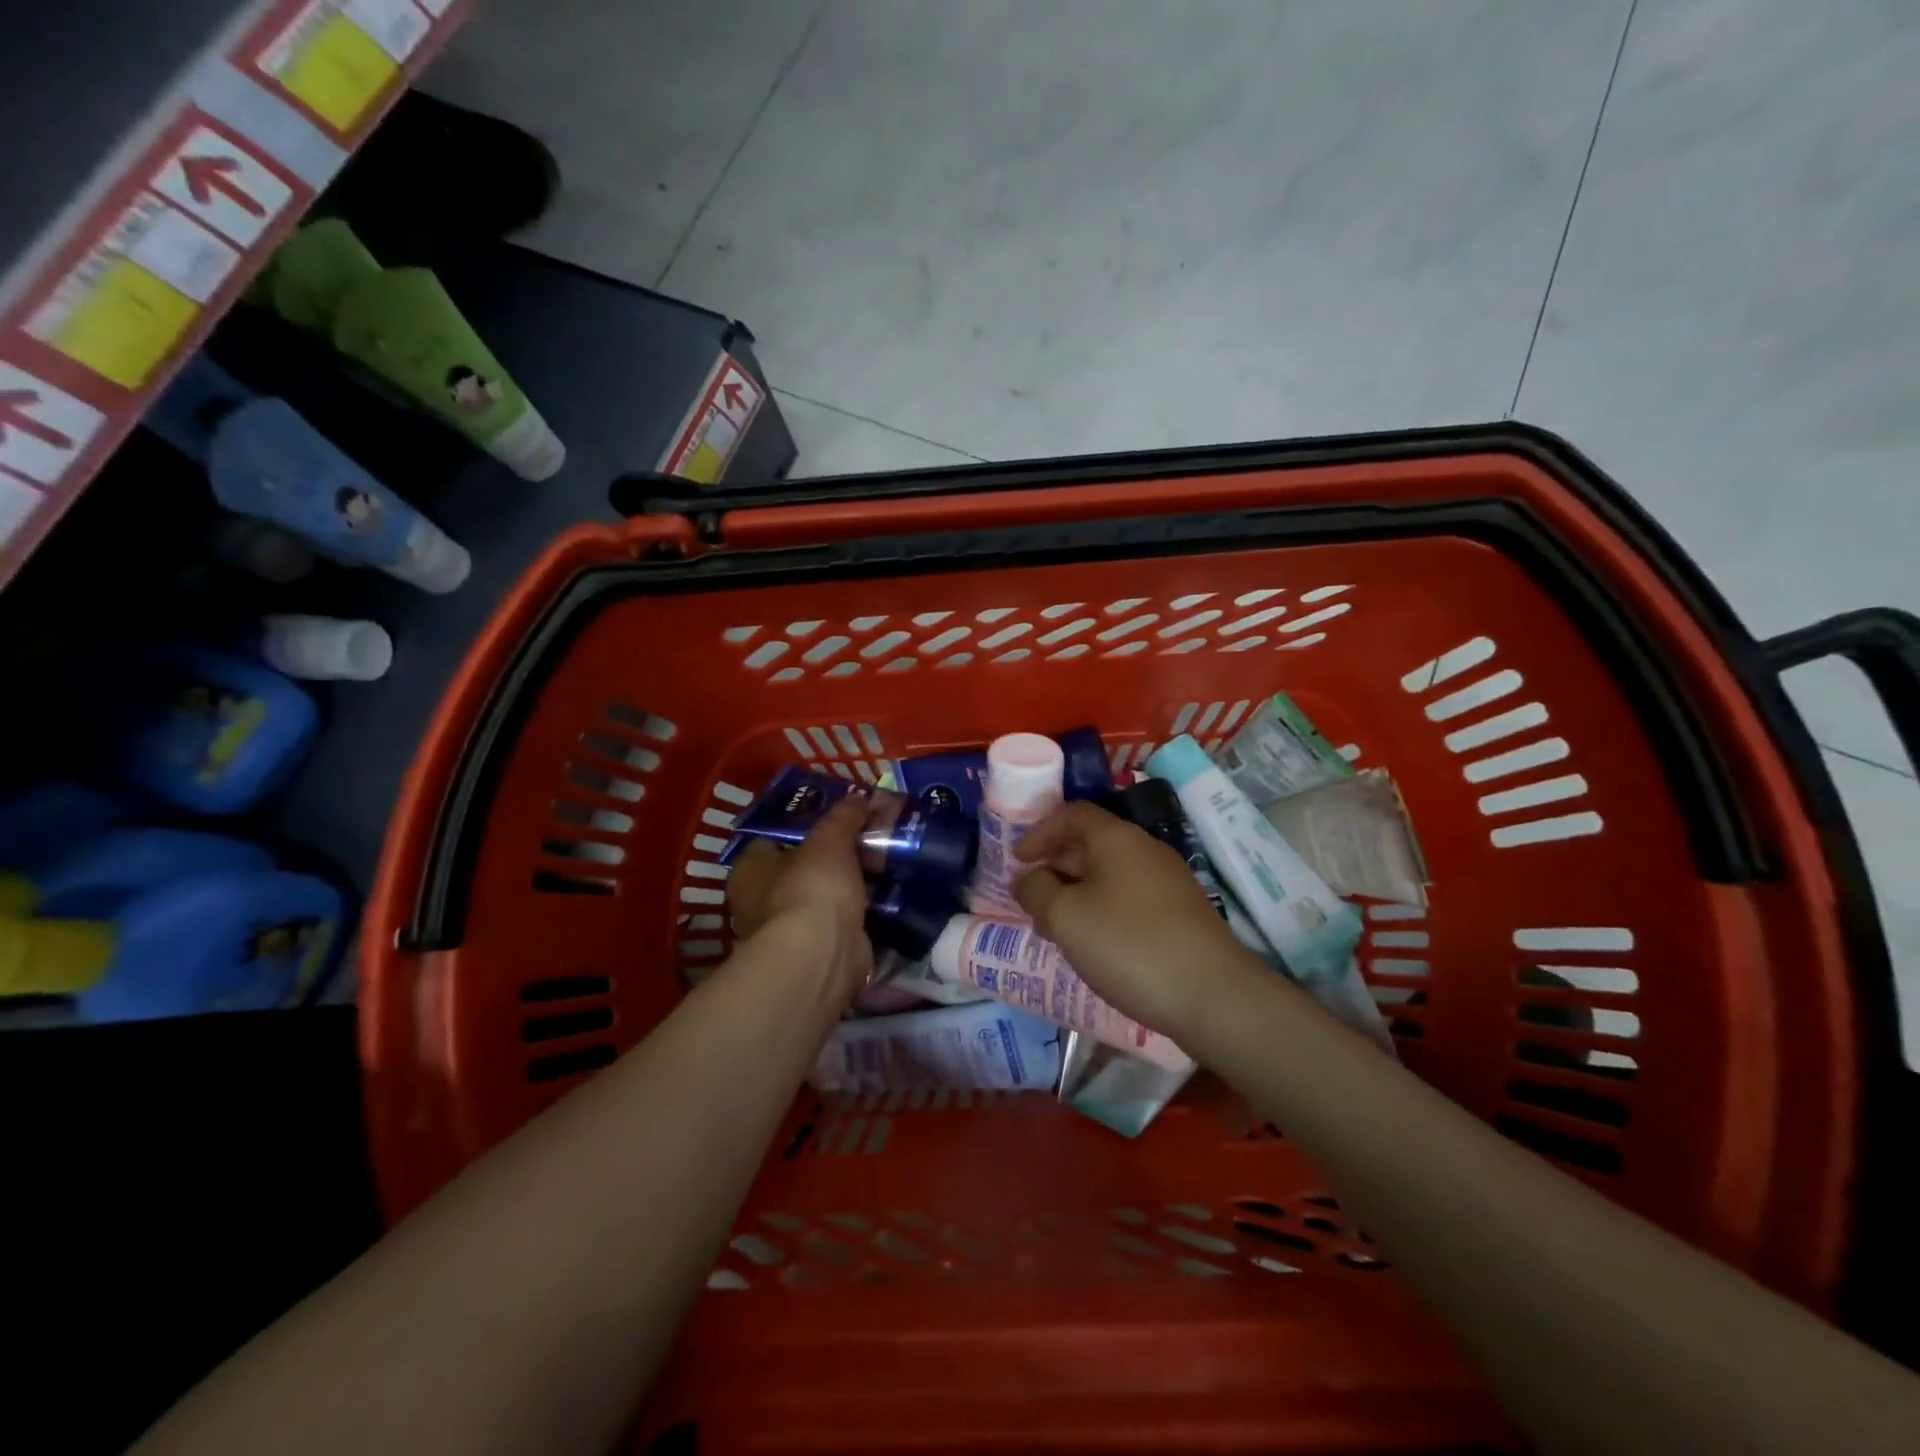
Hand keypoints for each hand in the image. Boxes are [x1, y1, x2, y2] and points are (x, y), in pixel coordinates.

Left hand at [726, 797, 873, 992]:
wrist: (824, 953)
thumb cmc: (811, 886)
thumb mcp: (830, 838)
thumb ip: (844, 816)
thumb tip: (859, 797)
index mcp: (750, 870)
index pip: (773, 838)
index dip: (804, 825)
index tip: (837, 817)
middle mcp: (761, 902)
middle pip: (802, 868)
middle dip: (835, 858)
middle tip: (869, 838)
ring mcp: (791, 931)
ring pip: (826, 897)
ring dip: (852, 886)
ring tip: (887, 862)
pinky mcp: (820, 952)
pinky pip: (844, 923)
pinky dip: (863, 913)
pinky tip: (890, 895)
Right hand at [1013, 801, 1253, 1040]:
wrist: (1213, 995)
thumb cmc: (1128, 944)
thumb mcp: (1066, 917)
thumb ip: (1036, 892)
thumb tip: (1027, 880)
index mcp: (1117, 838)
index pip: (1072, 815)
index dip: (1040, 833)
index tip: (1018, 862)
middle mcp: (1145, 850)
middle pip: (1091, 844)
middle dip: (1055, 868)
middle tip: (1031, 899)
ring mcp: (1169, 882)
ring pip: (1110, 876)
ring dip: (1077, 894)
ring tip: (1056, 928)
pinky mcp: (1181, 915)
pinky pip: (1129, 899)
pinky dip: (1103, 911)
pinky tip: (1095, 945)